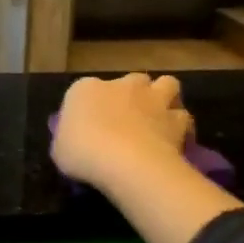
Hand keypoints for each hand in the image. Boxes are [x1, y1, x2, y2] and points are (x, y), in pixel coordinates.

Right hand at [52, 74, 194, 193]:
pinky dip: (181, 127)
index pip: (87, 89)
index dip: (91, 105)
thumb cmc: (81, 152)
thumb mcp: (59, 149)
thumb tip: (75, 138)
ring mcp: (153, 98)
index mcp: (86, 89)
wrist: (124, 161)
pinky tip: (175, 141)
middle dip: (133, 94)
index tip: (90, 125)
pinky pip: (183, 117)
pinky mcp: (177, 118)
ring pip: (167, 84)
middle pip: (132, 81)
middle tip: (129, 118)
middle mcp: (122, 85)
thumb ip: (69, 137)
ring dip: (164, 98)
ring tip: (159, 119)